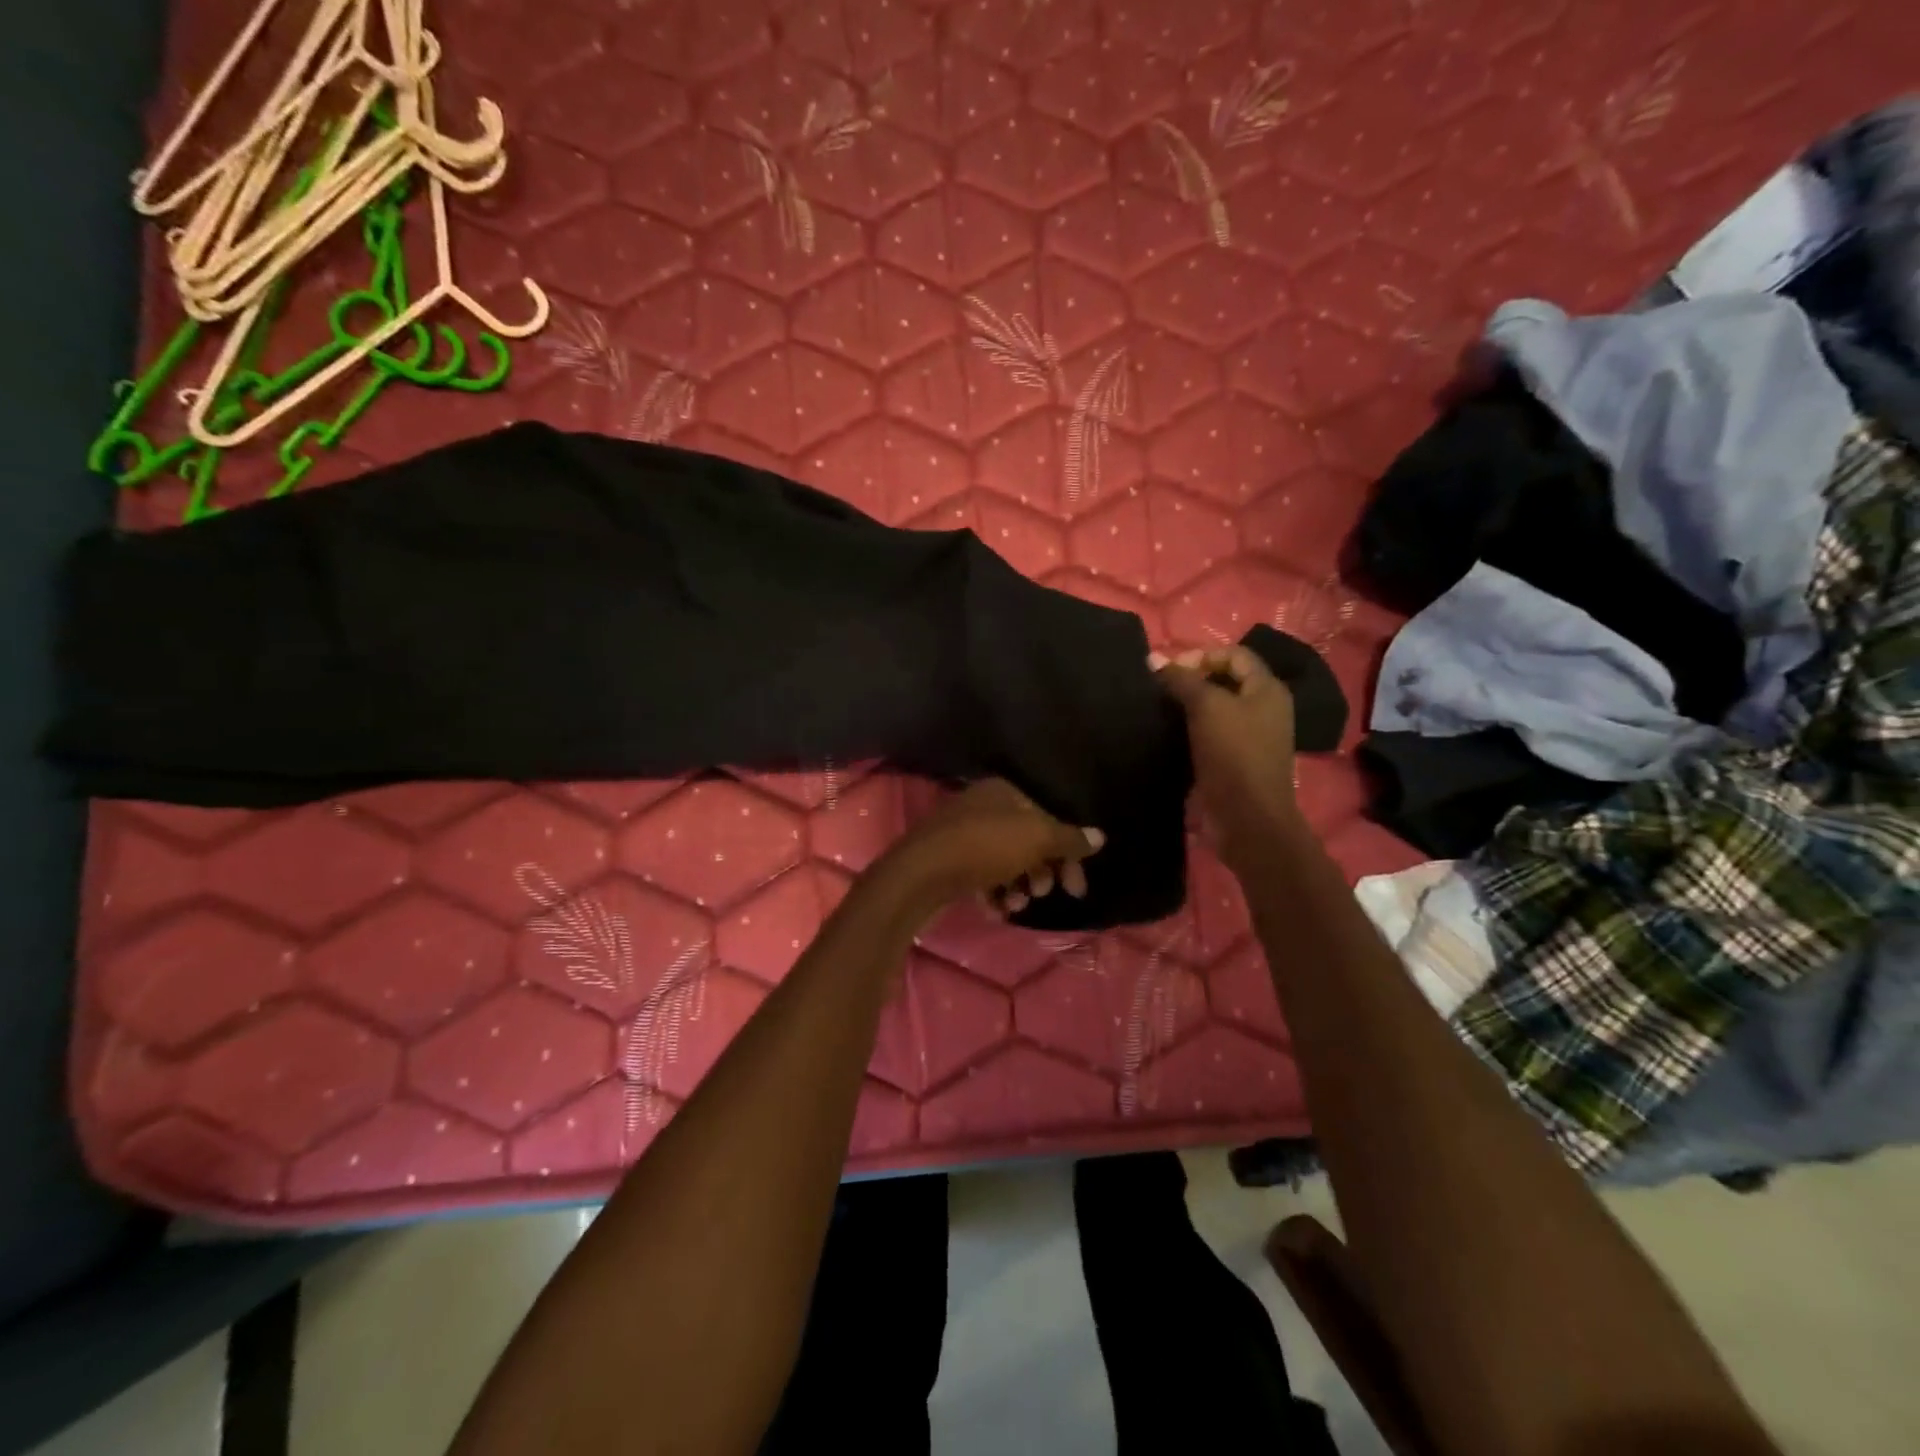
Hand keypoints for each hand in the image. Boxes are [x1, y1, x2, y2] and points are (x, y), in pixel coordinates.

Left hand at [891, 779, 1104, 916]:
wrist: (920, 875)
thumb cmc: (984, 848)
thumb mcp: (1036, 839)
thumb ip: (1069, 839)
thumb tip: (1100, 836)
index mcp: (1003, 791)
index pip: (1048, 816)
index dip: (1067, 851)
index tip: (1076, 886)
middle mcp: (983, 806)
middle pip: (1027, 838)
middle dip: (1042, 869)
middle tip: (1048, 893)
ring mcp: (962, 833)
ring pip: (1004, 859)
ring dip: (1018, 884)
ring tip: (1017, 902)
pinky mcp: (948, 860)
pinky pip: (981, 875)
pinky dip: (993, 891)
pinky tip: (996, 909)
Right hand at [1151, 646, 1299, 862]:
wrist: (1247, 817)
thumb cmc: (1234, 754)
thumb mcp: (1207, 707)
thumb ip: (1182, 680)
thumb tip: (1154, 658)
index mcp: (1267, 689)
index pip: (1234, 655)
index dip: (1201, 656)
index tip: (1168, 671)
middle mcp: (1265, 708)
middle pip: (1225, 680)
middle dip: (1192, 680)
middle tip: (1161, 689)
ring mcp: (1252, 736)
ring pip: (1217, 708)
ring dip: (1189, 706)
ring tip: (1161, 710)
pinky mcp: (1237, 759)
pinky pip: (1212, 733)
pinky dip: (1192, 729)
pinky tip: (1170, 734)